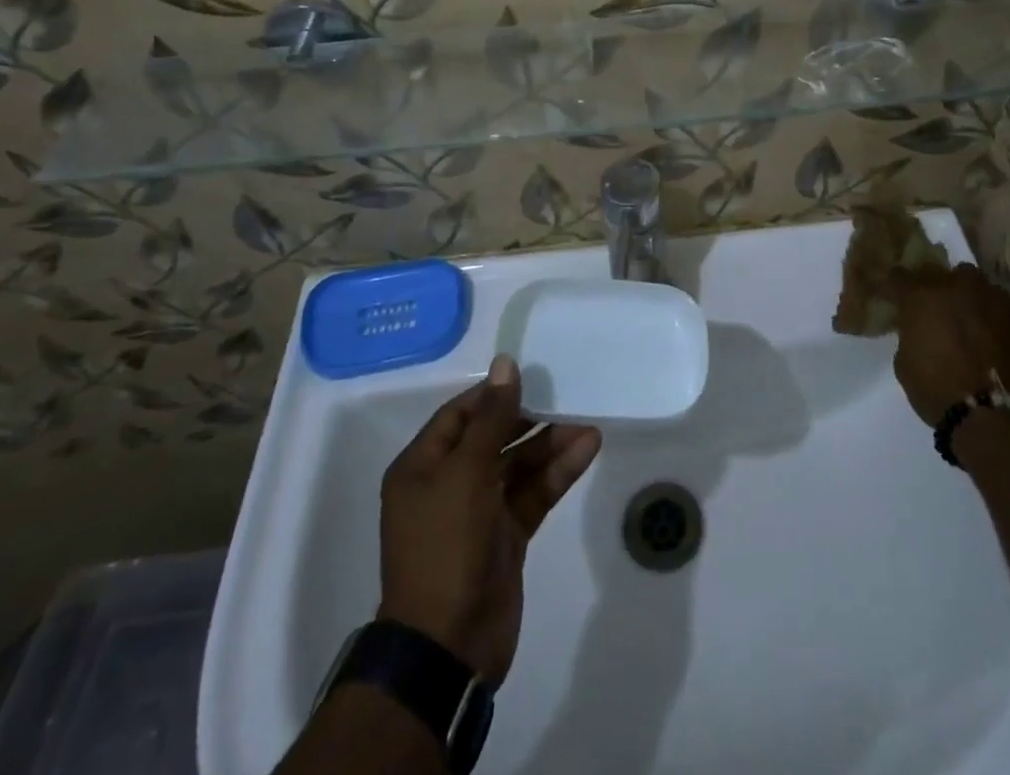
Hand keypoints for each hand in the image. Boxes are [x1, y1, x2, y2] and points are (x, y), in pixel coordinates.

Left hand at [377, 354, 600, 684]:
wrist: (448, 646)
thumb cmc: (445, 546)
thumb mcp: (466, 473)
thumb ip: (492, 418)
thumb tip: (505, 363)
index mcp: (422, 467)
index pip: (460, 415)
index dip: (494, 393)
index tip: (531, 374)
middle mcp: (447, 484)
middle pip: (492, 437)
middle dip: (528, 417)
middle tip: (565, 394)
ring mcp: (478, 512)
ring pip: (518, 465)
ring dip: (550, 444)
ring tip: (586, 421)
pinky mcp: (505, 536)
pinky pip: (533, 493)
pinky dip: (558, 472)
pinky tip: (587, 448)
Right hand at [892, 262, 1009, 426]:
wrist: (996, 419)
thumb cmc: (938, 391)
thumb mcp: (905, 363)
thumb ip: (910, 335)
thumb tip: (918, 330)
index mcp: (923, 296)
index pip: (899, 277)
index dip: (893, 286)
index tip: (890, 294)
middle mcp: (959, 288)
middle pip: (942, 273)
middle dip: (936, 286)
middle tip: (933, 307)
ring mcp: (994, 301)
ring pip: (977, 285)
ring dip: (968, 297)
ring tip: (967, 319)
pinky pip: (1000, 310)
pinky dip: (992, 319)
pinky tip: (991, 339)